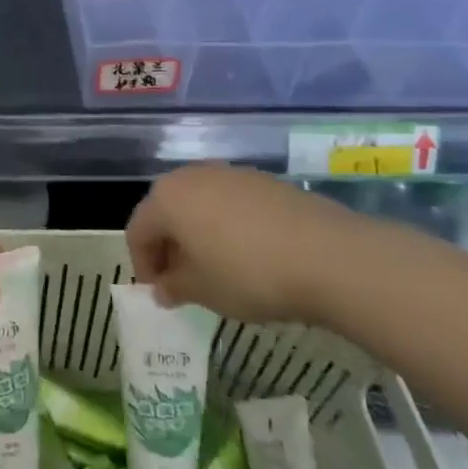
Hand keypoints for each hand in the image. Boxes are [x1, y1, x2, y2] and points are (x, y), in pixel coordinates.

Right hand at [127, 163, 366, 322]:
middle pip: (167, 211)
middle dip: (170, 246)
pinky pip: (232, 204)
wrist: (329, 256)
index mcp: (166, 198)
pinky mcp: (265, 182)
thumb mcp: (203, 291)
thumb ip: (174, 287)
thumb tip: (162, 289)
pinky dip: (229, 227)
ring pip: (201, 205)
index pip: (138, 231)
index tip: (160, 294)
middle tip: (182, 281)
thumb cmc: (249, 274)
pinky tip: (250, 256)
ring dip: (199, 235)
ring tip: (217, 269)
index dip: (143, 265)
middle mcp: (192, 176)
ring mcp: (231, 174)